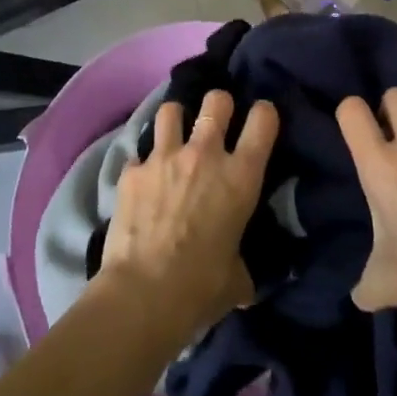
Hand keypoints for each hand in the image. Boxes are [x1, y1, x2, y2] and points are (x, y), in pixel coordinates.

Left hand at [97, 91, 278, 338]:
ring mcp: (164, 157)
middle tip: (216, 122)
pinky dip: (143, 164)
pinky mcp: (132, 170)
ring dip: (176, 120)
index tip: (260, 121)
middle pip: (217, 100)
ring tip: (175, 136)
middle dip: (219, 105)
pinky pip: (139, 153)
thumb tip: (243, 278)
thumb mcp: (237, 279)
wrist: (142, 296)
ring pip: (172, 110)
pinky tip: (142, 182)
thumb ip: (243, 265)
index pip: (263, 120)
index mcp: (240, 177)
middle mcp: (205, 154)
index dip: (264, 114)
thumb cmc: (200, 289)